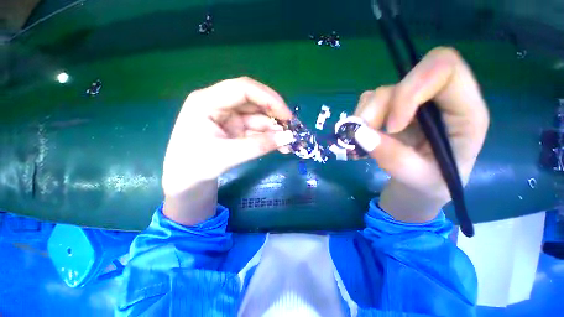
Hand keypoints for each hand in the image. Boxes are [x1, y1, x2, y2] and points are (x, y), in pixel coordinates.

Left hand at [162, 77, 294, 224]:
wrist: (186, 181)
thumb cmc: (196, 166)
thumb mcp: (227, 156)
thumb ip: (259, 146)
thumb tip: (289, 137)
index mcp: (207, 101)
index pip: (243, 88)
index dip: (269, 99)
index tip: (287, 115)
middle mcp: (219, 104)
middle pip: (254, 101)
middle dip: (275, 114)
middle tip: (292, 129)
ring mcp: (229, 117)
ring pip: (258, 117)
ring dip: (275, 129)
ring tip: (289, 143)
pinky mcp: (236, 129)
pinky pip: (257, 129)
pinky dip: (270, 137)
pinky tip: (281, 146)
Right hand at [354, 47, 489, 221]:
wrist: (421, 185)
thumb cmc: (431, 184)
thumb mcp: (417, 179)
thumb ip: (393, 158)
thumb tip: (360, 134)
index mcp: (464, 112)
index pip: (444, 70)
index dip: (412, 91)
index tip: (392, 127)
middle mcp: (437, 100)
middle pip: (405, 80)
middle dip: (378, 108)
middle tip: (364, 135)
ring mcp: (411, 103)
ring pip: (380, 93)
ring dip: (363, 118)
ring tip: (360, 144)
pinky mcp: (391, 109)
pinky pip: (367, 104)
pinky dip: (358, 121)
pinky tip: (362, 139)